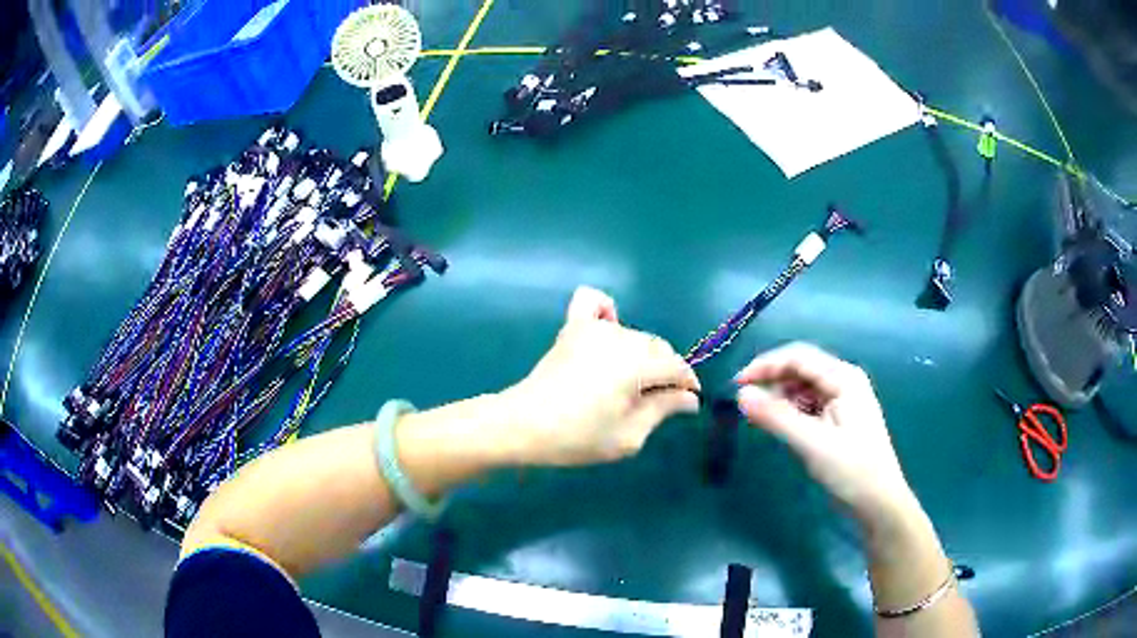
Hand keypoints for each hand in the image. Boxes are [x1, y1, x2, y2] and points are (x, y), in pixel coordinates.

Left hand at [502, 287, 700, 465]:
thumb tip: (690, 398)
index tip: (687, 402)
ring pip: (634, 334)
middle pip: (658, 347)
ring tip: (627, 382)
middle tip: (654, 401)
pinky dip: (606, 311)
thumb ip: (663, 410)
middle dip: (665, 371)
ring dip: (640, 354)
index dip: (687, 384)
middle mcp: (620, 337)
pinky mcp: (572, 327)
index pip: (676, 366)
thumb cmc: (578, 437)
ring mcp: (593, 328)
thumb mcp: (629, 436)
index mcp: (637, 365)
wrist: (523, 426)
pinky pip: (593, 302)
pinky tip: (608, 330)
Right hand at [735, 343, 916, 525]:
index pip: (798, 357)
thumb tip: (740, 394)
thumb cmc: (851, 470)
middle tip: (742, 400)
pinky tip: (778, 424)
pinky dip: (790, 410)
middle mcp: (844, 381)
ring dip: (779, 396)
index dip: (765, 365)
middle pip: (801, 369)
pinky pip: (808, 405)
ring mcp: (842, 400)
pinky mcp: (838, 419)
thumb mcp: (812, 443)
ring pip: (803, 387)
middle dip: (771, 380)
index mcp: (844, 378)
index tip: (736, 383)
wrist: (878, 503)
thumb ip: (776, 417)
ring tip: (757, 415)